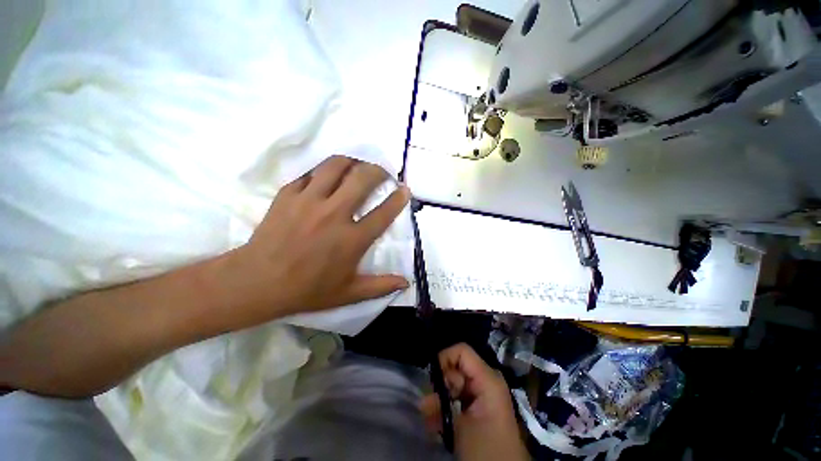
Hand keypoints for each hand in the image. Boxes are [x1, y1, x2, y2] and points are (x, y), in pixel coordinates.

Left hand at [223, 156, 409, 323]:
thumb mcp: (348, 293)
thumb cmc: (307, 289)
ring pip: (336, 166)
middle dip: (378, 170)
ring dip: (352, 162)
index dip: (398, 198)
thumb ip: (380, 286)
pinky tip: (328, 176)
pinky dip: (324, 170)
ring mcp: (309, 201)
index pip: (383, 213)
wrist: (258, 282)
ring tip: (357, 166)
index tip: (404, 189)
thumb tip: (406, 282)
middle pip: (362, 179)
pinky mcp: (288, 194)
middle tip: (382, 172)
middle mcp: (335, 214)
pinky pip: (310, 172)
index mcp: (352, 239)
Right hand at [420, 343, 528, 460]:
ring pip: (456, 384)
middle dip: (441, 384)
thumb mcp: (460, 425)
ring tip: (429, 417)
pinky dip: (448, 407)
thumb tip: (424, 396)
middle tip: (429, 405)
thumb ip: (442, 404)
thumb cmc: (485, 448)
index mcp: (487, 378)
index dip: (444, 359)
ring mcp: (483, 393)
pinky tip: (437, 423)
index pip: (461, 351)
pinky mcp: (480, 405)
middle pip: (457, 368)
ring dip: (441, 399)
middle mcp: (486, 380)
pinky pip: (460, 397)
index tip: (433, 380)